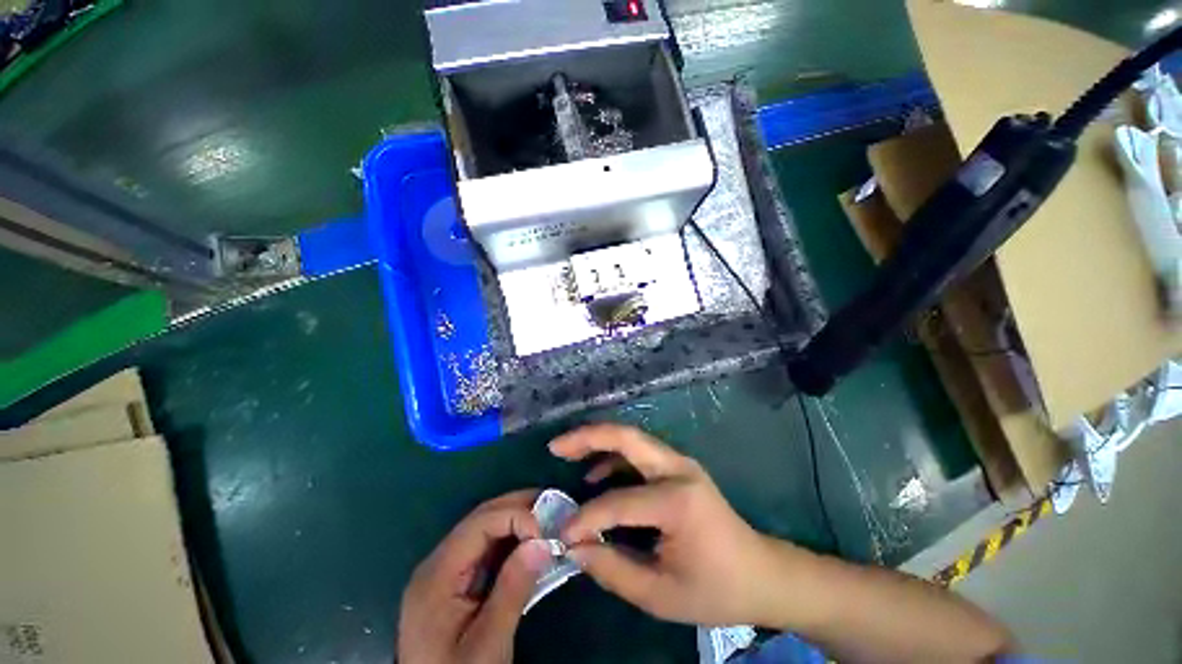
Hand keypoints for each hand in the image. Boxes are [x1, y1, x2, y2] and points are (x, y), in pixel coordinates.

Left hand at [398, 490, 551, 663]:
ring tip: (547, 519)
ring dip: (516, 521)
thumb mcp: (488, 644)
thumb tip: (541, 542)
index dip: (514, 516)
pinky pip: (485, 550)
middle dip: (517, 507)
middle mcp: (437, 564)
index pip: (479, 524)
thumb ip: (512, 590)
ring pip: (484, 530)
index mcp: (437, 575)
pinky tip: (530, 542)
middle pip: (480, 519)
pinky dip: (511, 541)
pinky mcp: (455, 583)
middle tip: (553, 507)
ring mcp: (444, 572)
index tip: (546, 530)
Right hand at [549, 423, 785, 626]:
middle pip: (626, 437)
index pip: (618, 502)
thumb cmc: (714, 589)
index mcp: (677, 501)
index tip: (560, 535)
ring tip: (566, 451)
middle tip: (555, 447)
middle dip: (586, 437)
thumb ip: (611, 569)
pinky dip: (613, 456)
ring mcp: (680, 463)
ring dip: (597, 440)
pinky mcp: (677, 467)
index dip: (585, 519)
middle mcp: (678, 469)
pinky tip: (595, 473)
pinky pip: (638, 452)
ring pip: (631, 437)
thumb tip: (573, 547)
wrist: (760, 572)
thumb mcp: (660, 594)